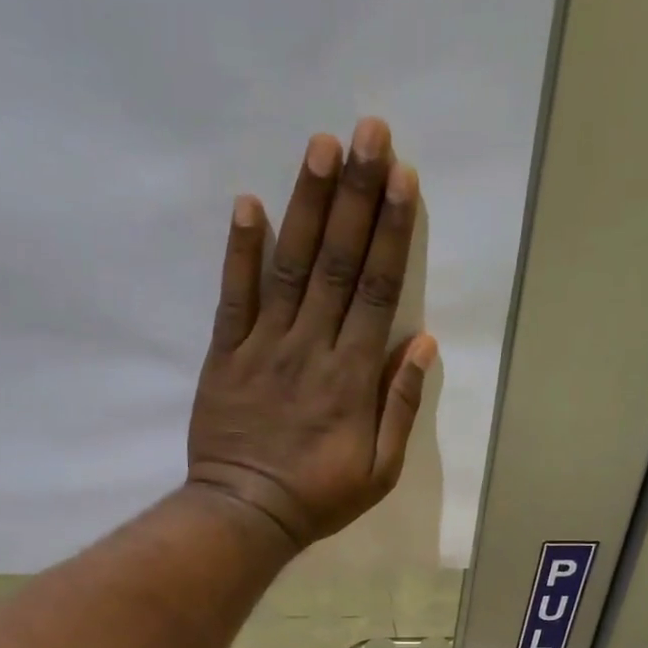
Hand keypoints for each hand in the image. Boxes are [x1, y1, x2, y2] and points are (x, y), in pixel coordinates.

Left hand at [186, 117, 438, 548]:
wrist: (245, 514)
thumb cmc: (318, 497)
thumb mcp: (380, 470)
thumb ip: (400, 406)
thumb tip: (422, 344)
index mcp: (352, 377)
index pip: (377, 291)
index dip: (391, 232)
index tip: (403, 178)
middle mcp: (311, 349)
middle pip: (338, 264)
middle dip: (356, 196)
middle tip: (369, 132)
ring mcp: (264, 348)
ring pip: (291, 267)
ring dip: (307, 206)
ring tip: (321, 146)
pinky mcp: (226, 356)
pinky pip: (233, 297)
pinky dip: (240, 252)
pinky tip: (248, 204)